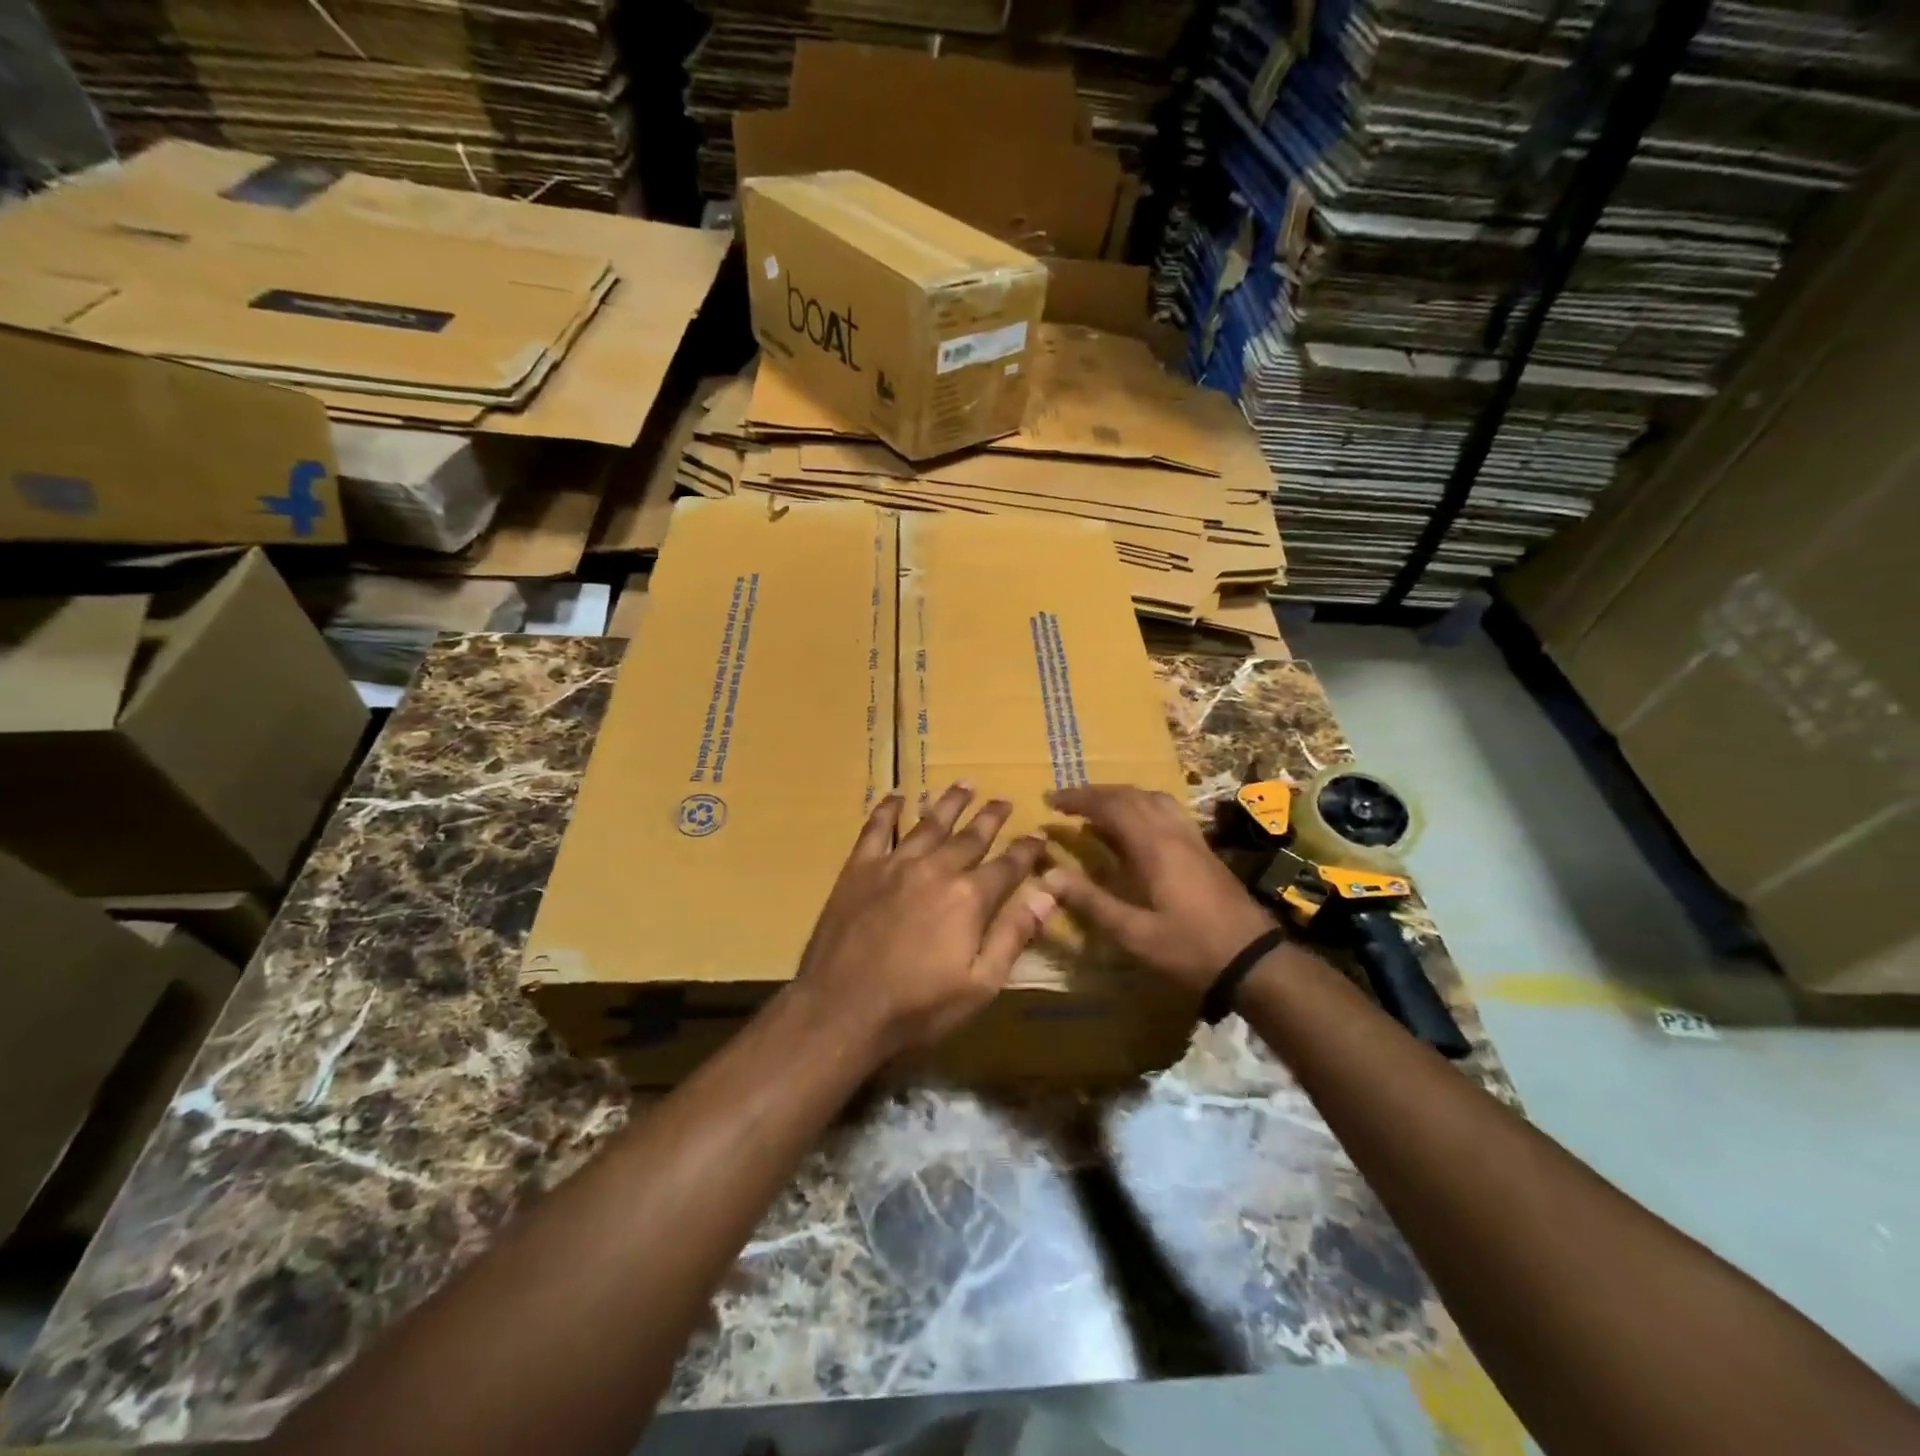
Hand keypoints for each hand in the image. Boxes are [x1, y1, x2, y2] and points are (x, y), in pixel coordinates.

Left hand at [792, 783, 1055, 1058]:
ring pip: (929, 823)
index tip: (1038, 835)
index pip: (1007, 865)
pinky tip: (896, 796)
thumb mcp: (980, 984)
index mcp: (968, 898)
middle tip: (1004, 801)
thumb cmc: (917, 1006)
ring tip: (964, 784)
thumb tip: (1048, 893)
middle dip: (991, 818)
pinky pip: (876, 829)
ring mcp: (895, 864)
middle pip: (970, 837)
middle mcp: (935, 869)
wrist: (842, 1009)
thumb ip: (1014, 935)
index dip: (1026, 850)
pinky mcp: (860, 868)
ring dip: (949, 803)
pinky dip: (887, 809)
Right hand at [1041, 784, 1278, 995]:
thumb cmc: (1190, 949)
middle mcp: (1173, 832)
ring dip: (1120, 796)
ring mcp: (1192, 838)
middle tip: (1065, 801)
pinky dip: (1142, 806)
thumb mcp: (1134, 934)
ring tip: (1096, 808)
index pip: (1110, 806)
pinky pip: (1167, 811)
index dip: (1078, 799)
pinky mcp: (1204, 849)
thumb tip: (1049, 875)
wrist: (1254, 961)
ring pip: (1152, 798)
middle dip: (1095, 793)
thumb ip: (1091, 902)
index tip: (1050, 801)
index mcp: (1154, 846)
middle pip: (1130, 795)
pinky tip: (1135, 827)